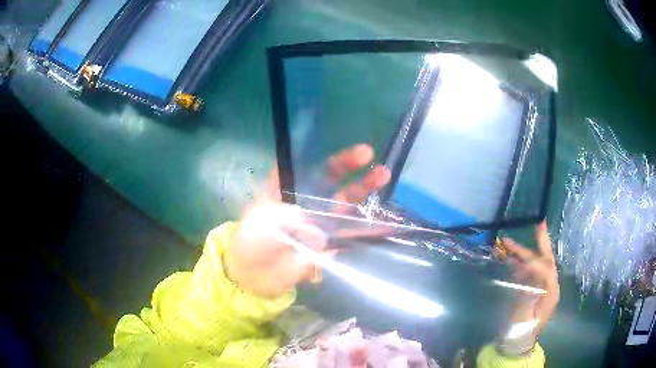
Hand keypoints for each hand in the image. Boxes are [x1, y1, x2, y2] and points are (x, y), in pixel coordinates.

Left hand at [224, 144, 390, 297]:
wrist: (252, 276)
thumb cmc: (251, 242)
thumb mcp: (263, 222)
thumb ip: (291, 220)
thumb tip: (318, 230)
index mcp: (286, 190)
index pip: (308, 167)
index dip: (325, 157)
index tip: (338, 149)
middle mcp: (304, 202)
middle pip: (330, 180)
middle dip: (349, 167)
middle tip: (369, 155)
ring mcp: (318, 223)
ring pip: (344, 203)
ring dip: (363, 190)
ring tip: (383, 176)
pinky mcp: (327, 244)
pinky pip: (349, 234)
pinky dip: (367, 229)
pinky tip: (386, 223)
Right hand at [501, 221, 559, 335]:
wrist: (516, 342)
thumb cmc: (521, 331)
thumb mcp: (524, 314)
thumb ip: (528, 291)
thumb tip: (528, 269)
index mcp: (551, 291)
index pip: (548, 268)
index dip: (536, 261)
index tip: (522, 259)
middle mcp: (547, 285)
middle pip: (545, 260)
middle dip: (540, 243)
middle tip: (538, 224)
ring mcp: (538, 286)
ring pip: (533, 264)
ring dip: (522, 253)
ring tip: (507, 242)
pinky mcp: (529, 289)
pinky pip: (524, 271)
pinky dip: (516, 263)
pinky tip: (507, 258)